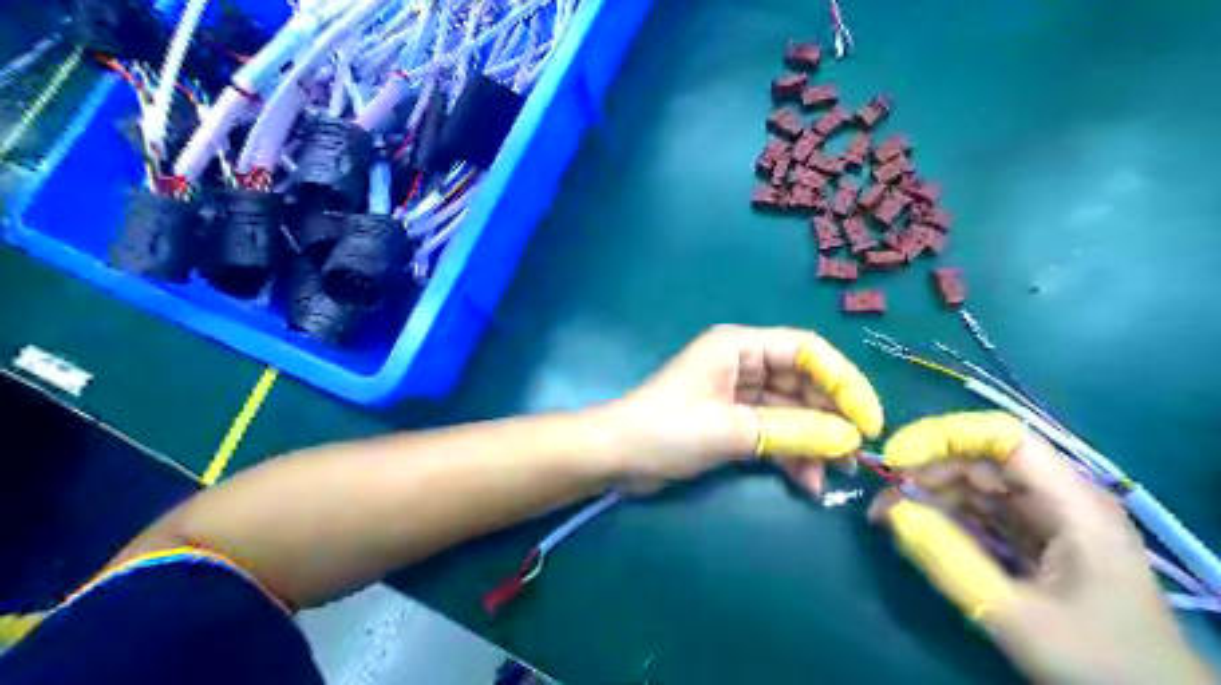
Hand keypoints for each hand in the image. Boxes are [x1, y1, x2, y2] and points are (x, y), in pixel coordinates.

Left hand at [606, 326, 883, 490]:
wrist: (617, 457)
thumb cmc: (667, 430)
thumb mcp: (731, 430)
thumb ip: (792, 432)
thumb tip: (848, 440)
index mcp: (739, 347)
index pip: (808, 350)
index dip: (844, 381)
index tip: (868, 421)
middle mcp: (743, 363)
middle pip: (804, 383)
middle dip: (830, 419)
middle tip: (853, 456)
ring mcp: (738, 394)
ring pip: (792, 412)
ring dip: (813, 442)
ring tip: (832, 476)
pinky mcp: (733, 421)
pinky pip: (774, 432)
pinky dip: (791, 454)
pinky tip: (806, 482)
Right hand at [869, 412, 1209, 683]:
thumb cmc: (1099, 662)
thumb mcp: (1017, 616)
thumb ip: (949, 560)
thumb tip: (890, 511)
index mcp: (1072, 503)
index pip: (1002, 436)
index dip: (943, 436)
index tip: (895, 459)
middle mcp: (1060, 498)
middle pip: (983, 458)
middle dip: (927, 469)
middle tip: (884, 498)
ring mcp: (1049, 519)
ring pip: (978, 484)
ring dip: (930, 493)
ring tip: (889, 516)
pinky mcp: (1037, 540)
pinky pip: (983, 512)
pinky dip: (946, 515)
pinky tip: (918, 528)